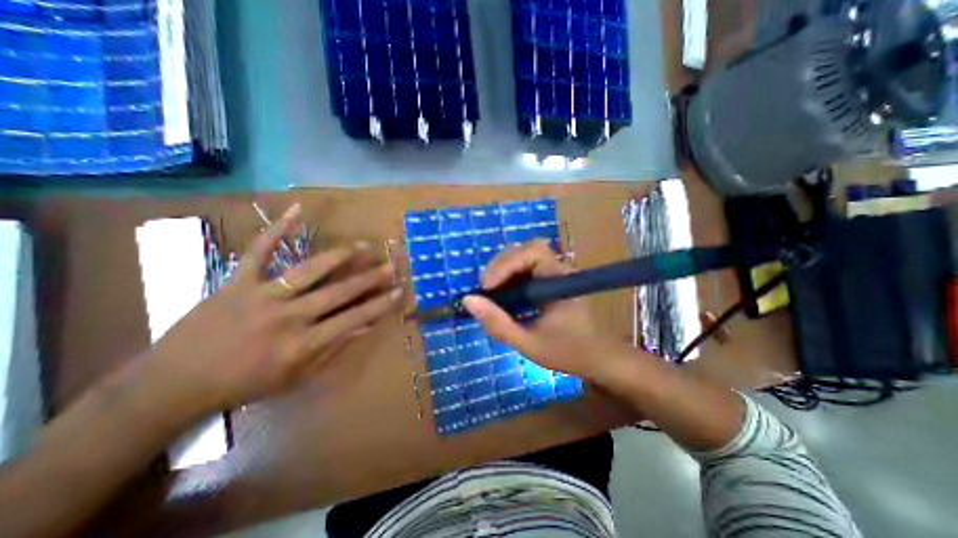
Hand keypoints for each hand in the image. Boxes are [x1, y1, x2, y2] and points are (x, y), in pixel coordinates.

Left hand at [138, 204, 400, 413]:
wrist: (174, 383)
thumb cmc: (244, 384)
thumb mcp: (296, 376)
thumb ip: (333, 349)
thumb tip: (364, 327)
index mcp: (302, 344)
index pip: (353, 319)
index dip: (379, 305)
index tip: (398, 291)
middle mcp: (288, 318)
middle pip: (338, 293)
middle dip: (368, 279)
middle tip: (389, 266)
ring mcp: (261, 296)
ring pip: (308, 270)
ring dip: (338, 257)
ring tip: (361, 246)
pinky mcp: (237, 282)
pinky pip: (258, 251)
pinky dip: (277, 229)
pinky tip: (297, 211)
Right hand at [465, 240, 630, 382]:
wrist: (596, 357)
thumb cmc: (567, 351)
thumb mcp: (528, 343)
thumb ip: (498, 324)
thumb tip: (468, 300)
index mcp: (560, 280)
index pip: (533, 252)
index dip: (506, 263)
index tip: (486, 287)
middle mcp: (558, 269)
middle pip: (526, 249)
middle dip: (500, 265)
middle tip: (485, 289)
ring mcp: (554, 273)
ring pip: (524, 255)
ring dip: (503, 269)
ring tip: (490, 290)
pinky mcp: (549, 279)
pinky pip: (525, 267)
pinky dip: (509, 276)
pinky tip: (502, 292)